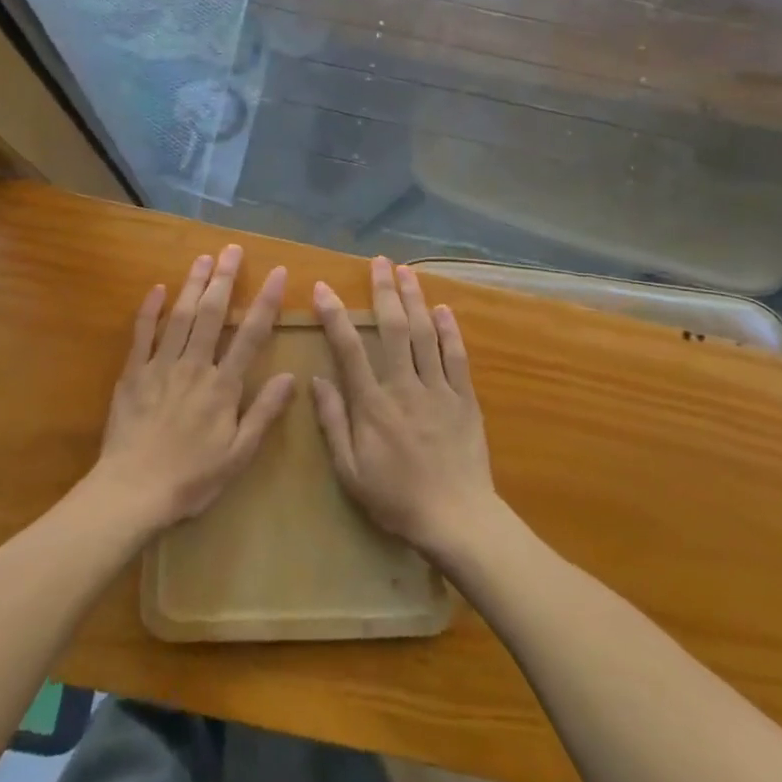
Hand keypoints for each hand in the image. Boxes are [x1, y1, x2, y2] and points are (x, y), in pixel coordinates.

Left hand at [93, 244, 293, 533]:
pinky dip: (149, 309)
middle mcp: (194, 366)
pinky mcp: (133, 374)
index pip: (250, 334)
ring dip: (192, 284)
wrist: (132, 492)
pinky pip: (142, 334)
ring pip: (179, 316)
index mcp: (222, 386)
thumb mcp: (238, 455)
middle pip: (211, 314)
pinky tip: (157, 288)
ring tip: (204, 257)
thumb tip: (291, 376)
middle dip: (225, 278)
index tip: (277, 272)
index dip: (265, 301)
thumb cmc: (191, 478)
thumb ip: (263, 413)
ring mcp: (160, 366)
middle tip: (233, 249)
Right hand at [312, 257, 494, 563]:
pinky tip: (443, 309)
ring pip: (425, 335)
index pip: (350, 349)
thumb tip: (316, 380)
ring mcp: (438, 390)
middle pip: (394, 328)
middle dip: (385, 291)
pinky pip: (457, 357)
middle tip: (380, 261)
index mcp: (373, 405)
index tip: (324, 288)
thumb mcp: (351, 471)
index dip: (336, 315)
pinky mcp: (465, 399)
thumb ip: (333, 423)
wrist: (456, 519)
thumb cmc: (396, 499)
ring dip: (415, 299)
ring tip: (407, 271)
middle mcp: (405, 387)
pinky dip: (450, 331)